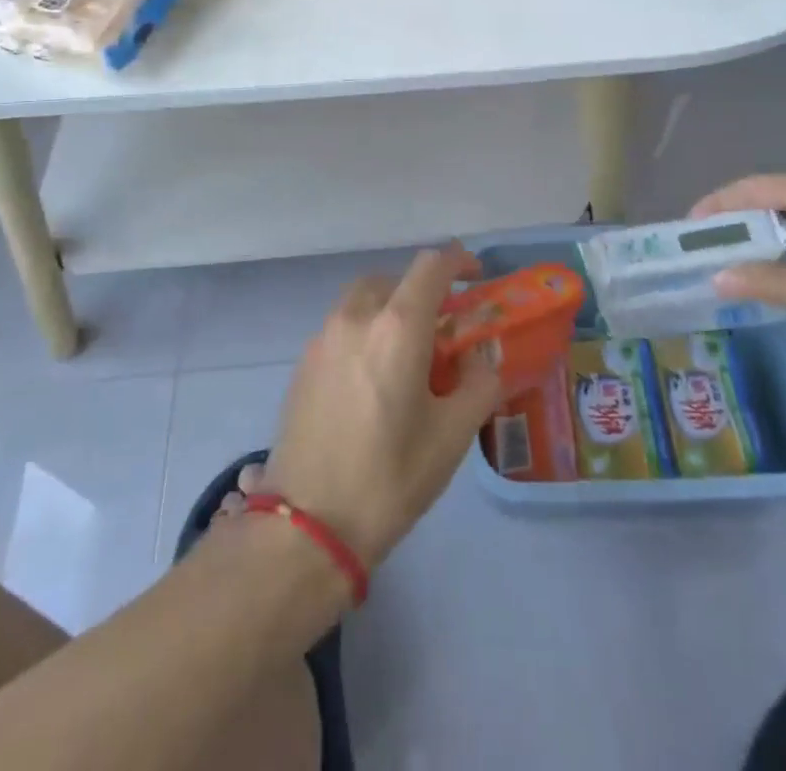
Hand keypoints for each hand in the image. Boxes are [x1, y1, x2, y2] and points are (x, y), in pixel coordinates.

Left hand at [262, 244, 502, 571]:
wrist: (307, 525)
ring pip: (363, 299)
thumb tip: (481, 360)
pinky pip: (342, 325)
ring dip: (389, 307)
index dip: (457, 260)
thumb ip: (478, 384)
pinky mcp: (303, 362)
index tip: (475, 275)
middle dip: (422, 290)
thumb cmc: (389, 477)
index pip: (431, 266)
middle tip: (443, 325)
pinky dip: (365, 330)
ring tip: (407, 351)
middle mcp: (357, 317)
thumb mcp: (452, 436)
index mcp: (397, 326)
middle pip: (394, 278)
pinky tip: (373, 377)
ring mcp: (323, 337)